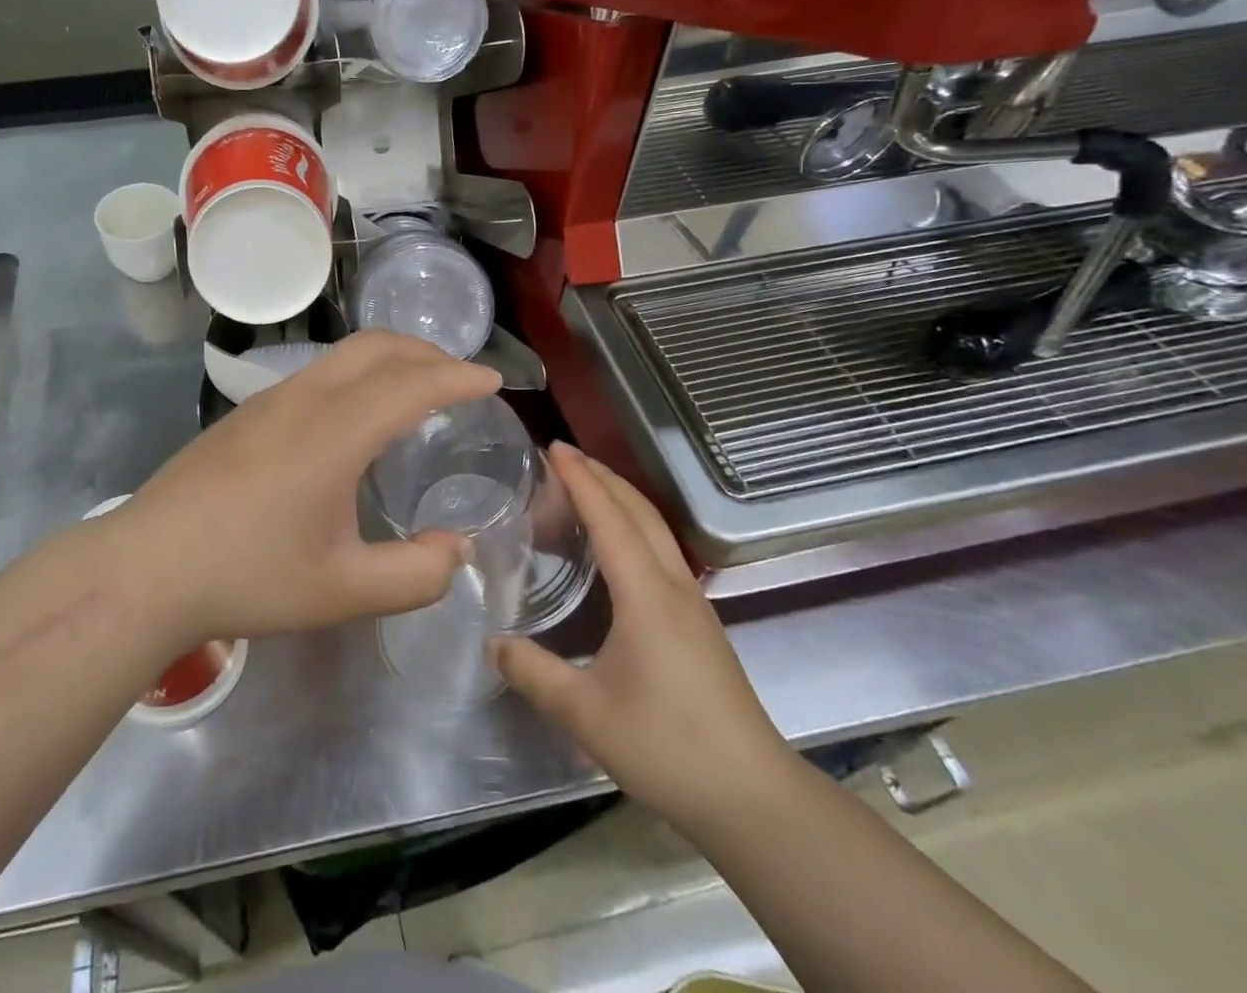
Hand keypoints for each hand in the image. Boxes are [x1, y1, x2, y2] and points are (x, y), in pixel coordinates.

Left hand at [116, 331, 500, 643]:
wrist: (149, 565)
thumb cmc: (248, 575)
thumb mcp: (342, 591)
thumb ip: (415, 575)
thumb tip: (456, 548)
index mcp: (335, 432)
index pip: (412, 384)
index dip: (459, 377)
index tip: (493, 381)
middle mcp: (305, 398)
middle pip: (376, 347)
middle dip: (426, 353)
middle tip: (460, 379)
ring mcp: (270, 399)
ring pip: (343, 355)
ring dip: (389, 360)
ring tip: (415, 392)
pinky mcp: (247, 412)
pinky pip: (318, 373)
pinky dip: (357, 375)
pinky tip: (356, 418)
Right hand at [493, 445, 791, 832]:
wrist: (755, 798)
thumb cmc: (668, 747)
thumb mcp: (585, 714)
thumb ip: (533, 672)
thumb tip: (491, 643)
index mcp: (647, 594)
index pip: (610, 518)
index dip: (581, 479)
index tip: (552, 447)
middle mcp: (673, 586)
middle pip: (639, 510)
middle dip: (601, 475)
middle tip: (561, 455)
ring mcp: (692, 603)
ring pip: (655, 529)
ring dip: (620, 498)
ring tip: (583, 487)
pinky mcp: (698, 624)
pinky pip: (661, 551)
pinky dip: (632, 526)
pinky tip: (614, 547)